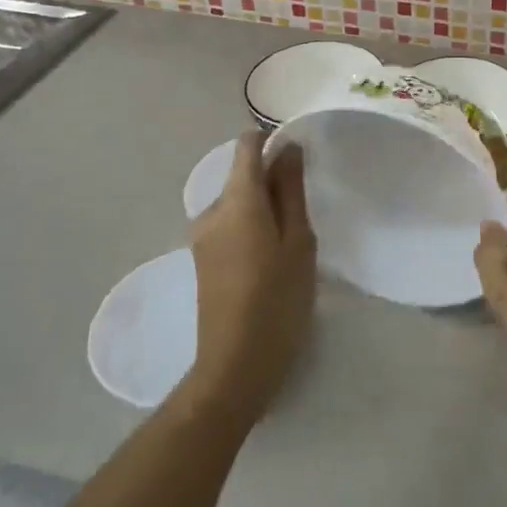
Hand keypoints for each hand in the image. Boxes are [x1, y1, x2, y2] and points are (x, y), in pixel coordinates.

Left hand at [182, 132, 316, 427]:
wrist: (234, 366)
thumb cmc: (278, 301)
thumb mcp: (298, 242)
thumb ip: (291, 191)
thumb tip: (288, 148)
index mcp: (237, 200)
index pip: (247, 145)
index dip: (272, 140)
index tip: (298, 158)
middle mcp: (212, 210)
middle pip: (242, 174)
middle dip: (272, 180)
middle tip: (304, 212)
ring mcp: (201, 235)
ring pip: (236, 201)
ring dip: (262, 206)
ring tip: (291, 241)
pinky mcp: (201, 257)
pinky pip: (228, 223)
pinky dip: (250, 226)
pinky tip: (270, 258)